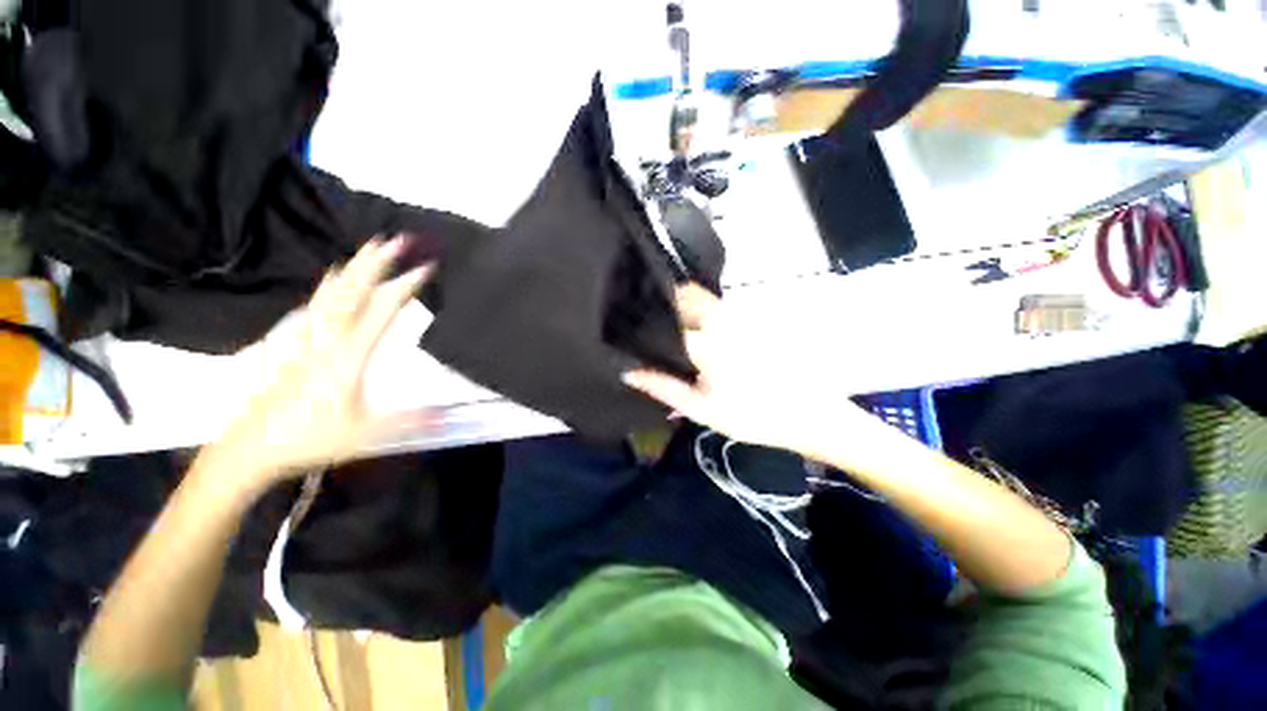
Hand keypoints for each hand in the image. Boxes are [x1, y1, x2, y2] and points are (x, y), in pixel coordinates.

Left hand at [207, 236, 435, 485]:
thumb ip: (408, 422)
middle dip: (375, 264)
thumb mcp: (365, 434)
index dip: (404, 288)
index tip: (425, 268)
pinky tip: (329, 280)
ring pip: (330, 296)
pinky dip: (325, 288)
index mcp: (348, 357)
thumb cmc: (309, 439)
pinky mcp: (293, 347)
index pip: (380, 312)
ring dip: (351, 270)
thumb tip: (447, 415)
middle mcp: (327, 341)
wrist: (250, 448)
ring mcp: (307, 342)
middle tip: (394, 240)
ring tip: (365, 250)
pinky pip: (312, 309)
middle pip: (352, 293)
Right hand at [623, 284, 871, 453]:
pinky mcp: (752, 319)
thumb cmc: (754, 417)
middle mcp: (723, 320)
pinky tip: (694, 330)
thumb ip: (665, 387)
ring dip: (681, 304)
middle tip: (643, 320)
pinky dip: (700, 309)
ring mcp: (740, 316)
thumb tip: (628, 371)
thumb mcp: (703, 409)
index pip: (666, 319)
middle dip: (663, 301)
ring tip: (663, 323)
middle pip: (685, 296)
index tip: (626, 325)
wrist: (810, 414)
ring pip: (702, 298)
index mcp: (707, 342)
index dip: (643, 321)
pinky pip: (718, 306)